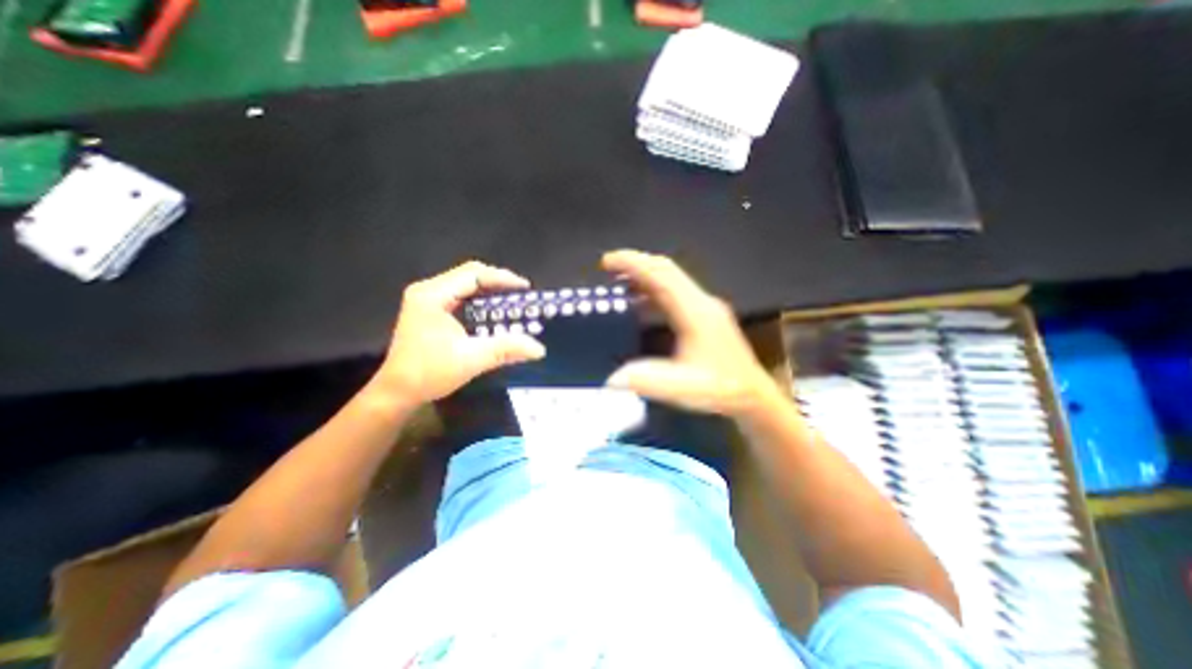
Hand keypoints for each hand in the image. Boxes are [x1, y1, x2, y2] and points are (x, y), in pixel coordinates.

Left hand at [371, 260, 545, 406]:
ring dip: (489, 292)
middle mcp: (428, 291)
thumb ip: (506, 349)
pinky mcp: (429, 311)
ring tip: (511, 302)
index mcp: (433, 295)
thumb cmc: (429, 373)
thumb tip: (539, 349)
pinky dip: (480, 301)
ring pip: (465, 285)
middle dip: (498, 283)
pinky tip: (492, 313)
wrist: (397, 392)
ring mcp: (427, 300)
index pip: (473, 274)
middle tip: (521, 296)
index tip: (525, 288)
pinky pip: (460, 297)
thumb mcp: (471, 360)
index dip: (502, 278)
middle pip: (469, 275)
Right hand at [606, 250, 783, 417]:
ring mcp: (704, 307)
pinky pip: (674, 292)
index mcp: (696, 312)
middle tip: (607, 267)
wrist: (752, 395)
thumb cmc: (721, 389)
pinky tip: (639, 302)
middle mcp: (701, 302)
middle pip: (666, 270)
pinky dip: (652, 290)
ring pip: (670, 279)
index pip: (662, 275)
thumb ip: (648, 381)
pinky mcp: (704, 315)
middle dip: (636, 264)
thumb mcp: (684, 389)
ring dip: (643, 276)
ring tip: (617, 282)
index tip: (607, 261)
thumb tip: (611, 378)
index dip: (633, 264)